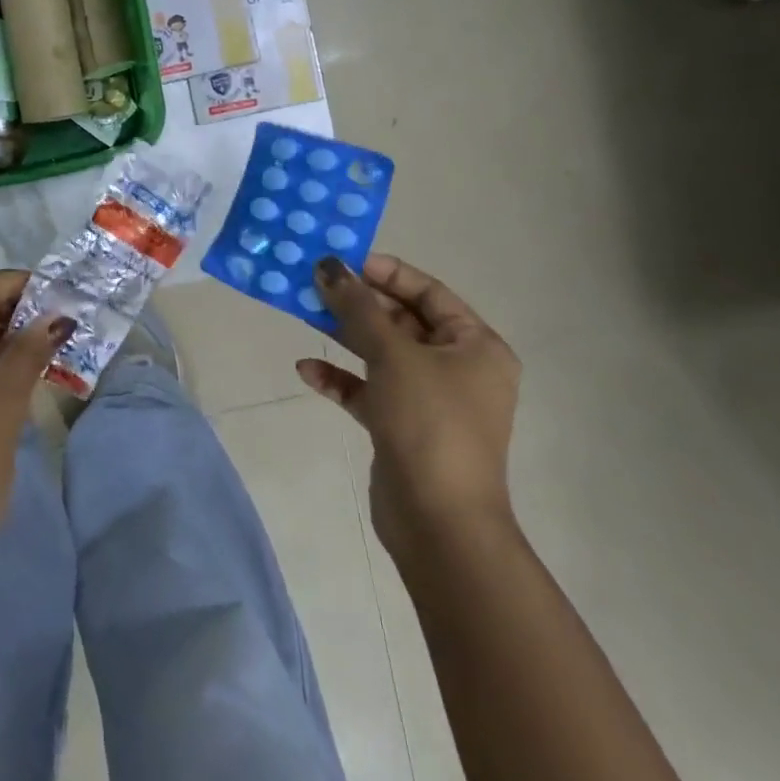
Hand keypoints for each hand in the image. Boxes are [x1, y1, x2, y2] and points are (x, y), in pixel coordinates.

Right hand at [296, 255, 520, 562]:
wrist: (438, 521)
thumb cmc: (429, 423)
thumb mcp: (393, 356)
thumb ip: (358, 308)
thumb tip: (328, 266)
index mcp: (476, 346)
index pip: (430, 293)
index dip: (387, 273)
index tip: (344, 260)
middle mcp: (457, 369)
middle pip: (402, 321)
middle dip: (358, 304)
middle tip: (314, 284)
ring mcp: (429, 400)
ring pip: (382, 355)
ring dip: (344, 336)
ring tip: (303, 314)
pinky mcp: (402, 426)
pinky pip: (369, 390)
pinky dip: (341, 379)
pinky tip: (307, 370)